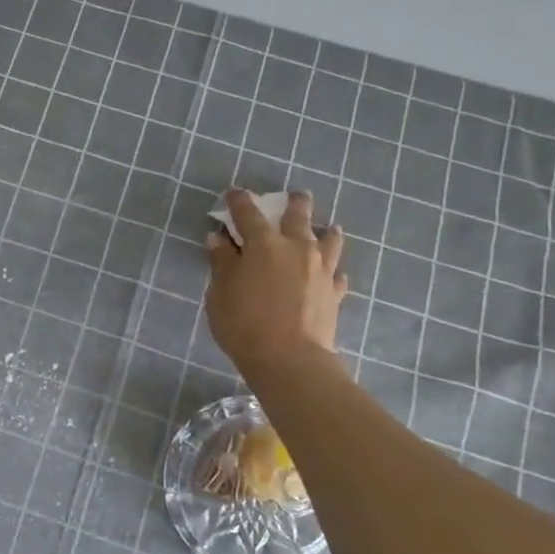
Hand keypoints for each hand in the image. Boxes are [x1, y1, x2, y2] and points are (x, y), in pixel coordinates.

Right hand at [205, 189, 348, 377]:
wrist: (289, 359)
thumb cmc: (244, 324)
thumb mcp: (219, 293)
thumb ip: (221, 263)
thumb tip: (218, 239)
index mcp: (263, 244)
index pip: (248, 212)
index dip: (239, 200)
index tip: (233, 193)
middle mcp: (296, 247)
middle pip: (298, 215)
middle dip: (294, 202)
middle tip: (295, 196)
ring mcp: (320, 268)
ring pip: (330, 239)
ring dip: (324, 230)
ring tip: (325, 229)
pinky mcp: (335, 291)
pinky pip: (336, 272)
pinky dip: (331, 269)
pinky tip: (328, 273)